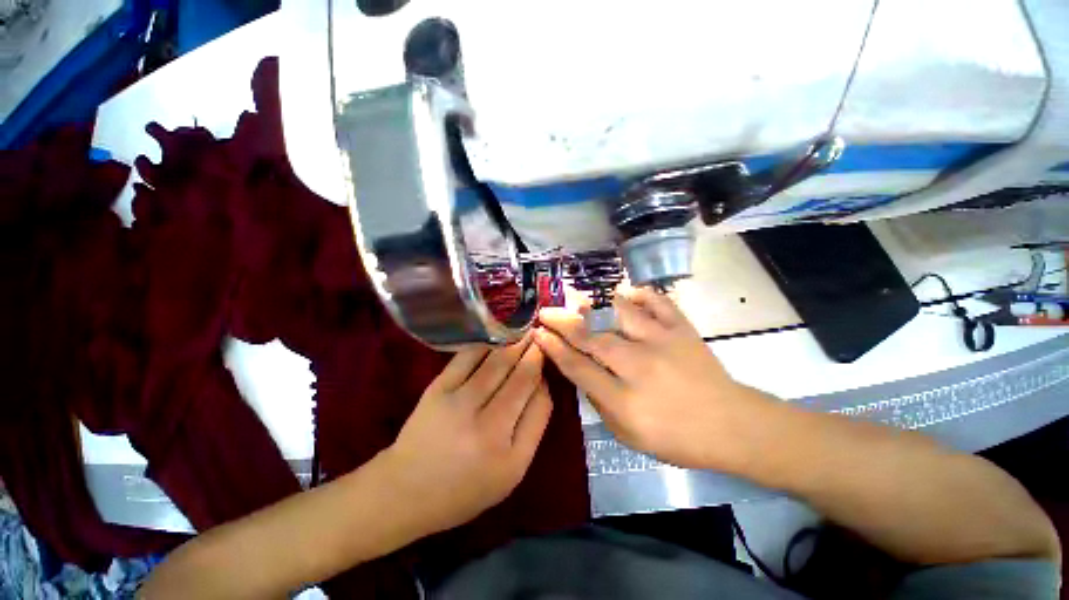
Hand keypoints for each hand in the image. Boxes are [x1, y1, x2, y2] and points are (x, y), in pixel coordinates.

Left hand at [380, 335, 552, 534]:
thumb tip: (541, 384)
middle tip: (542, 336)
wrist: (406, 489)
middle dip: (535, 353)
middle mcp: (486, 427)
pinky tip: (497, 335)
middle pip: (521, 378)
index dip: (546, 378)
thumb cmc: (465, 487)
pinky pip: (469, 357)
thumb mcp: (511, 472)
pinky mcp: (438, 388)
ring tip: (525, 330)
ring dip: (516, 343)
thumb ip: (532, 428)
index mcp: (509, 454)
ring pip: (498, 363)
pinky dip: (487, 343)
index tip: (547, 364)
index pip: (540, 403)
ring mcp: (459, 403)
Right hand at [535, 287, 769, 469]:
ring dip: (595, 304)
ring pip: (621, 314)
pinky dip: (641, 293)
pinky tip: (626, 292)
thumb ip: (600, 403)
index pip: (578, 367)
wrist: (732, 426)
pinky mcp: (683, 330)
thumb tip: (581, 371)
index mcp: (625, 400)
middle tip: (547, 311)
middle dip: (563, 322)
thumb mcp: (629, 435)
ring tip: (578, 297)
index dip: (554, 348)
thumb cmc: (678, 438)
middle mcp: (639, 366)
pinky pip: (659, 302)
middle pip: (592, 338)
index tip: (538, 333)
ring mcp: (663, 343)